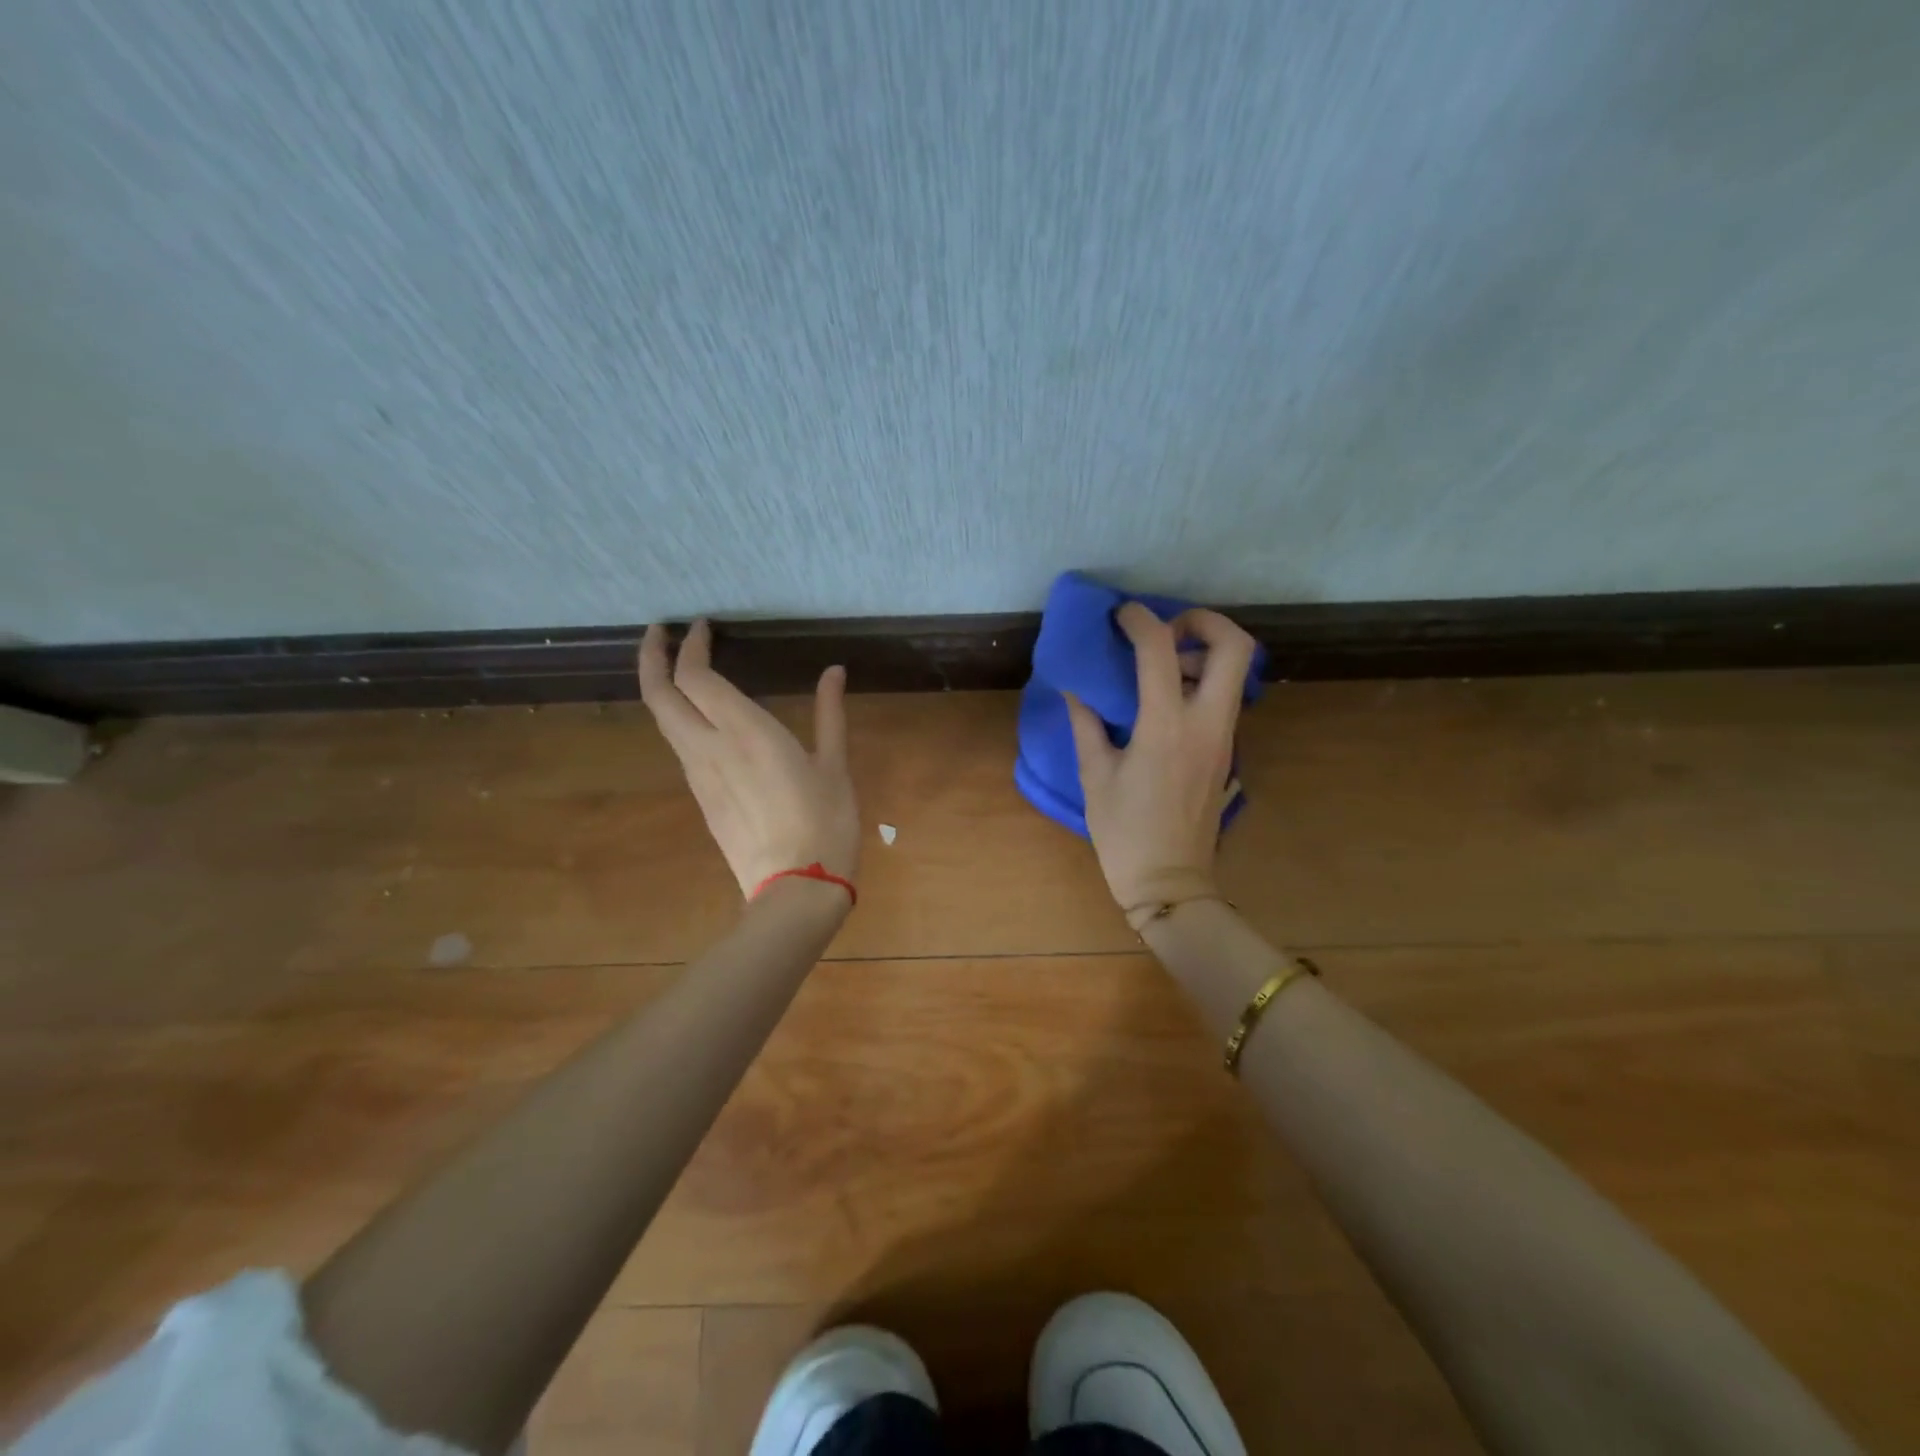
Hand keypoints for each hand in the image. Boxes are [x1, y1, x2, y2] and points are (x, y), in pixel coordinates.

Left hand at [638, 619, 859, 898]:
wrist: (796, 888)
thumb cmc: (825, 823)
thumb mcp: (835, 765)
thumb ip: (830, 713)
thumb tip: (833, 671)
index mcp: (745, 732)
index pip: (696, 676)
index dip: (691, 645)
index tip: (700, 625)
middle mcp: (709, 748)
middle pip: (659, 694)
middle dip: (652, 657)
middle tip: (660, 632)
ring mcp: (698, 776)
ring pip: (663, 721)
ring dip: (662, 688)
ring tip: (679, 668)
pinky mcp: (700, 798)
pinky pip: (680, 747)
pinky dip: (679, 718)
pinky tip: (700, 717)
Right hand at [1063, 603, 1257, 918]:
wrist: (1171, 883)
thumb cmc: (1125, 833)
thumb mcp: (1095, 775)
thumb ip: (1087, 723)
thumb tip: (1075, 687)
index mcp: (1166, 727)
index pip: (1161, 651)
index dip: (1140, 620)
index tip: (1120, 615)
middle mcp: (1206, 724)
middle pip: (1236, 646)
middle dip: (1204, 622)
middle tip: (1167, 629)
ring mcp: (1224, 738)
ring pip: (1237, 671)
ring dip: (1204, 653)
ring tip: (1163, 665)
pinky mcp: (1227, 752)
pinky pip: (1225, 698)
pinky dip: (1202, 681)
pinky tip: (1166, 699)